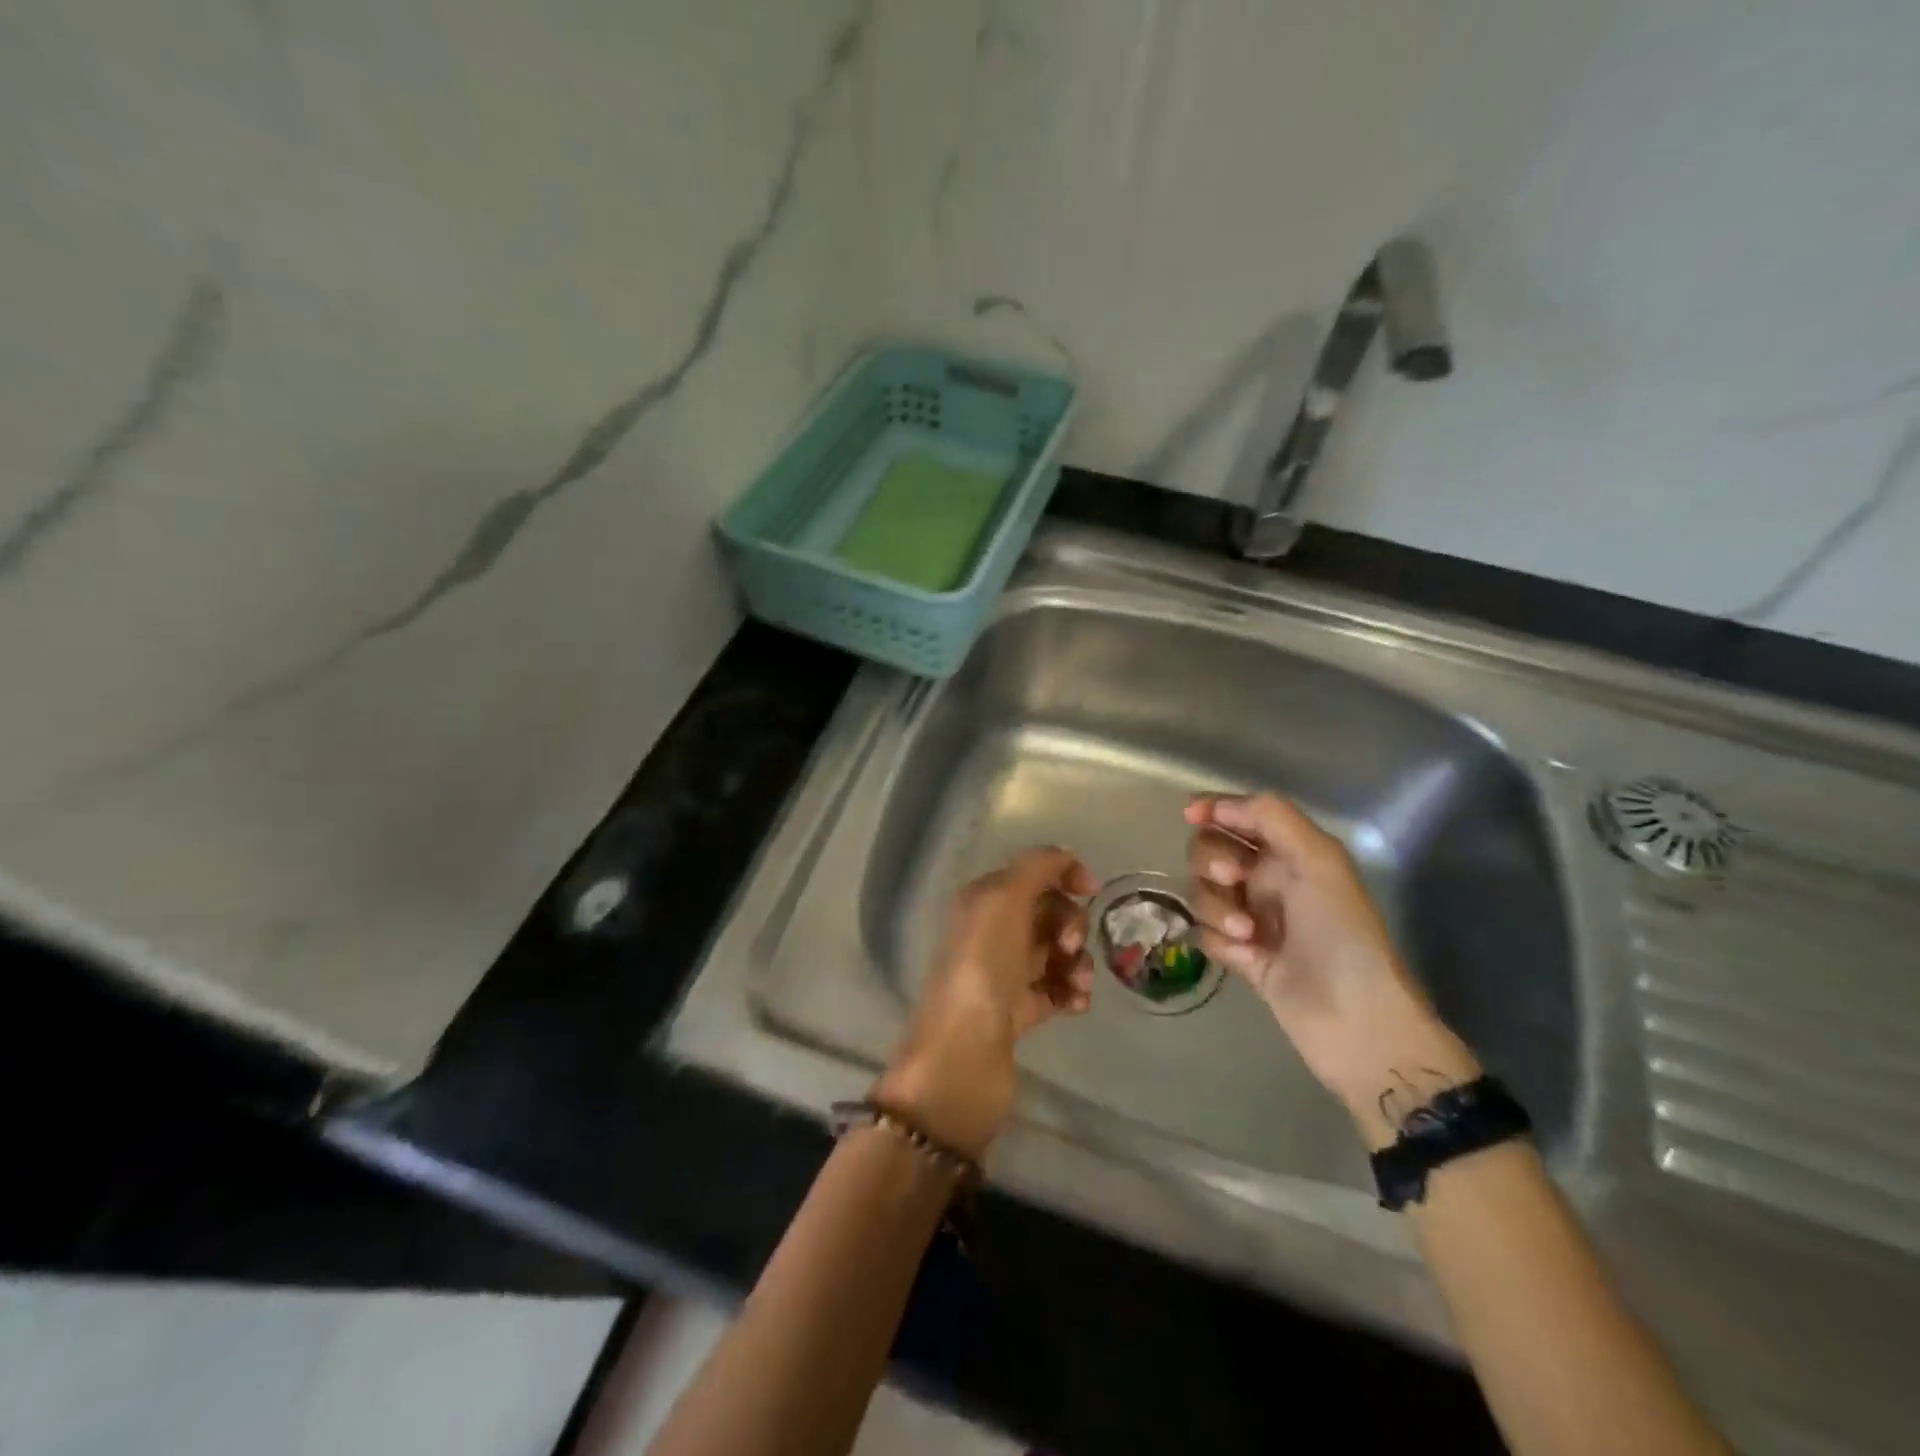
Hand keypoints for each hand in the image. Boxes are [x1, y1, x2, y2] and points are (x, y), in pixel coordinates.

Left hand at [874, 847, 1096, 1158]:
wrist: (963, 1055)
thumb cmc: (983, 968)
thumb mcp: (1004, 901)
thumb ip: (1035, 867)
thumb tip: (1064, 854)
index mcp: (984, 900)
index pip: (1033, 873)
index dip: (1064, 873)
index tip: (1092, 890)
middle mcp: (993, 931)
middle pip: (1050, 912)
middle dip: (1072, 923)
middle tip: (1069, 947)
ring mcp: (1006, 972)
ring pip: (1058, 952)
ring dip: (1079, 962)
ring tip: (1078, 984)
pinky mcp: (1019, 1011)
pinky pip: (1057, 988)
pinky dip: (1072, 991)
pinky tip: (1076, 1004)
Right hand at [1185, 794, 1480, 1144]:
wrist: (1354, 1018)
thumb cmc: (1342, 932)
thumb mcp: (1318, 860)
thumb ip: (1270, 818)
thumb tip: (1215, 806)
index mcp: (1291, 852)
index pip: (1241, 815)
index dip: (1214, 808)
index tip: (1192, 816)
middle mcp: (1268, 879)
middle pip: (1210, 850)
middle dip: (1212, 860)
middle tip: (1234, 880)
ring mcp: (1252, 918)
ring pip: (1202, 892)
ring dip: (1216, 906)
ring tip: (1246, 932)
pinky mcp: (1241, 955)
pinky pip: (1205, 932)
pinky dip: (1220, 940)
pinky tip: (1246, 957)